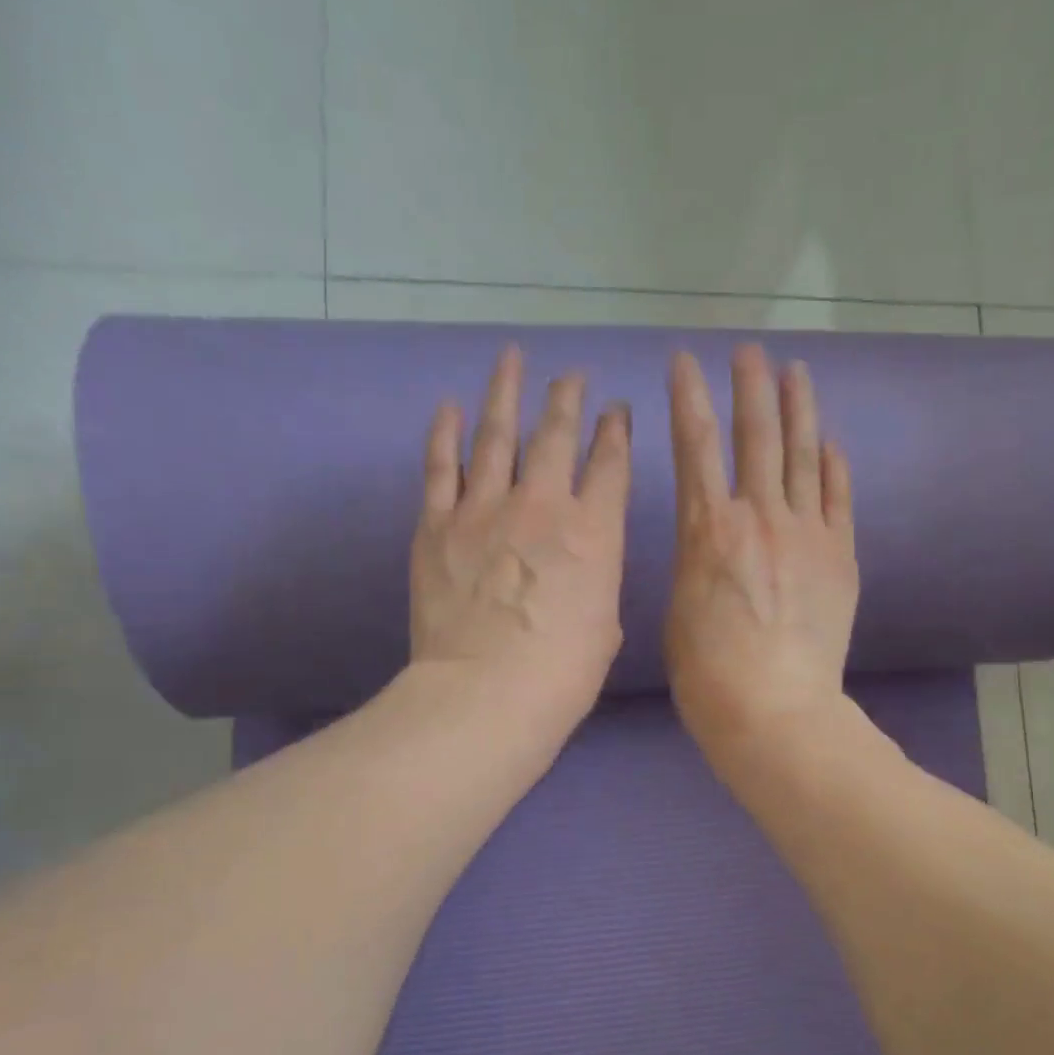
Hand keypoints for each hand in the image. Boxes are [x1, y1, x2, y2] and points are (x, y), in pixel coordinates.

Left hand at [410, 346, 630, 732]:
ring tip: (512, 359)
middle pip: (556, 435)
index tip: (616, 412)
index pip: (610, 464)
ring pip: (497, 434)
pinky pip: (440, 466)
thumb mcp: (605, 626)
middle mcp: (542, 505)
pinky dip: (444, 432)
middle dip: (567, 400)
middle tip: (571, 376)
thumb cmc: (562, 675)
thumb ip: (596, 580)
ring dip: (507, 393)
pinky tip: (449, 406)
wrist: (485, 695)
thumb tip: (581, 564)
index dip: (616, 432)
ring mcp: (483, 509)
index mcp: (593, 532)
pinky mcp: (437, 525)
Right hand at [665, 345, 857, 759]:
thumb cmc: (707, 673)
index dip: (688, 397)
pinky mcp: (839, 555)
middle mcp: (757, 516)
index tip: (685, 360)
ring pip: (803, 455)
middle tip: (751, 351)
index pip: (695, 445)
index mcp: (706, 529)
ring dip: (798, 409)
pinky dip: (834, 465)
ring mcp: (805, 532)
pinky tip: (831, 442)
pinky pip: (837, 497)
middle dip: (751, 386)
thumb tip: (710, 547)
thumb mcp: (679, 610)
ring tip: (796, 372)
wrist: (774, 709)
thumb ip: (696, 564)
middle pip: (756, 435)